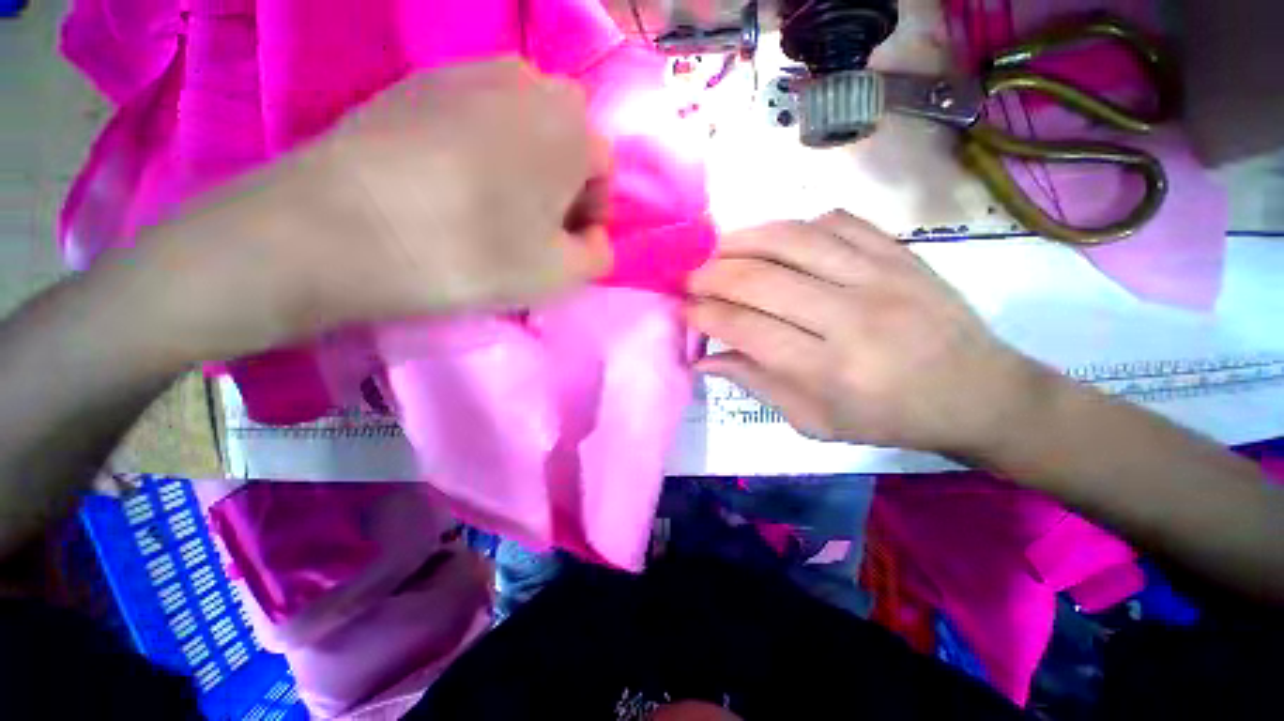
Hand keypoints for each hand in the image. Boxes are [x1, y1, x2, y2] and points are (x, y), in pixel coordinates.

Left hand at [146, 59, 610, 354]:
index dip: (592, 213)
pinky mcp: (414, 84)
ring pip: (519, 127)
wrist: (343, 227)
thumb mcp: (563, 275)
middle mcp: (527, 80)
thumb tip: (593, 237)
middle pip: (564, 141)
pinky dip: (478, 151)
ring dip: (521, 167)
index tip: (565, 244)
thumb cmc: (476, 253)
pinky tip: (450, 186)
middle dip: (560, 186)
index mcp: (571, 125)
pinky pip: (472, 119)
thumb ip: (599, 256)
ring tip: (490, 208)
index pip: (604, 169)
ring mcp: (464, 72)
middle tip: (532, 228)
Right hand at [686, 211, 1046, 456]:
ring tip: (716, 251)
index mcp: (828, 371)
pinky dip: (793, 227)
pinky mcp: (899, 251)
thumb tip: (704, 359)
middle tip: (688, 277)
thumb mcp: (813, 420)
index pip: (745, 329)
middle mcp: (850, 318)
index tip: (683, 310)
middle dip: (709, 275)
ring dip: (740, 241)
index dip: (704, 315)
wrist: (977, 392)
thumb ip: (754, 383)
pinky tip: (775, 242)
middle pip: (759, 280)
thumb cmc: (887, 418)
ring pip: (790, 240)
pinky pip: (833, 221)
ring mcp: (879, 276)